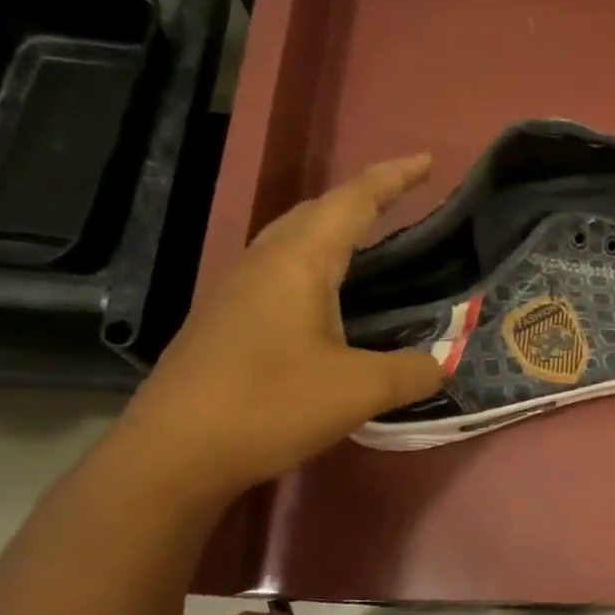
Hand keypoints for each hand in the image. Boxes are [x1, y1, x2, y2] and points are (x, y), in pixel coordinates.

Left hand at [115, 156, 445, 499]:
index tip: (426, 161)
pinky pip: (280, 272)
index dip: (392, 178)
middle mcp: (264, 263)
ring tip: (370, 244)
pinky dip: (315, 267)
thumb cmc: (270, 404)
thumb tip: (440, 365)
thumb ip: (410, 371)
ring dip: (333, 231)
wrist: (174, 453)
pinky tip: (328, 301)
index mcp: (298, 262)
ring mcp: (238, 291)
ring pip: (292, 241)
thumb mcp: (360, 390)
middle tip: (401, 202)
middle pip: (315, 212)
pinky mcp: (227, 322)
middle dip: (361, 199)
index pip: (353, 202)